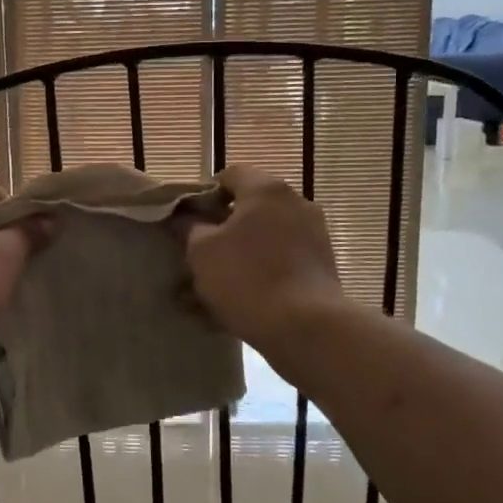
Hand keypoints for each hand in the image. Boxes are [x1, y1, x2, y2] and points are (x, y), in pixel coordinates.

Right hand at [183, 166, 344, 346]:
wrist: (306, 327)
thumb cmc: (246, 278)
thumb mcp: (201, 251)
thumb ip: (187, 226)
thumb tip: (180, 214)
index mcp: (266, 190)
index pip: (230, 175)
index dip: (204, 194)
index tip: (188, 221)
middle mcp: (295, 203)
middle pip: (249, 208)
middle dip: (221, 230)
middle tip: (198, 255)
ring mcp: (313, 235)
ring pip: (264, 239)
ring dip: (238, 256)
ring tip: (212, 288)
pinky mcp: (322, 266)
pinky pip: (280, 262)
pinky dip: (259, 274)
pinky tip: (238, 303)